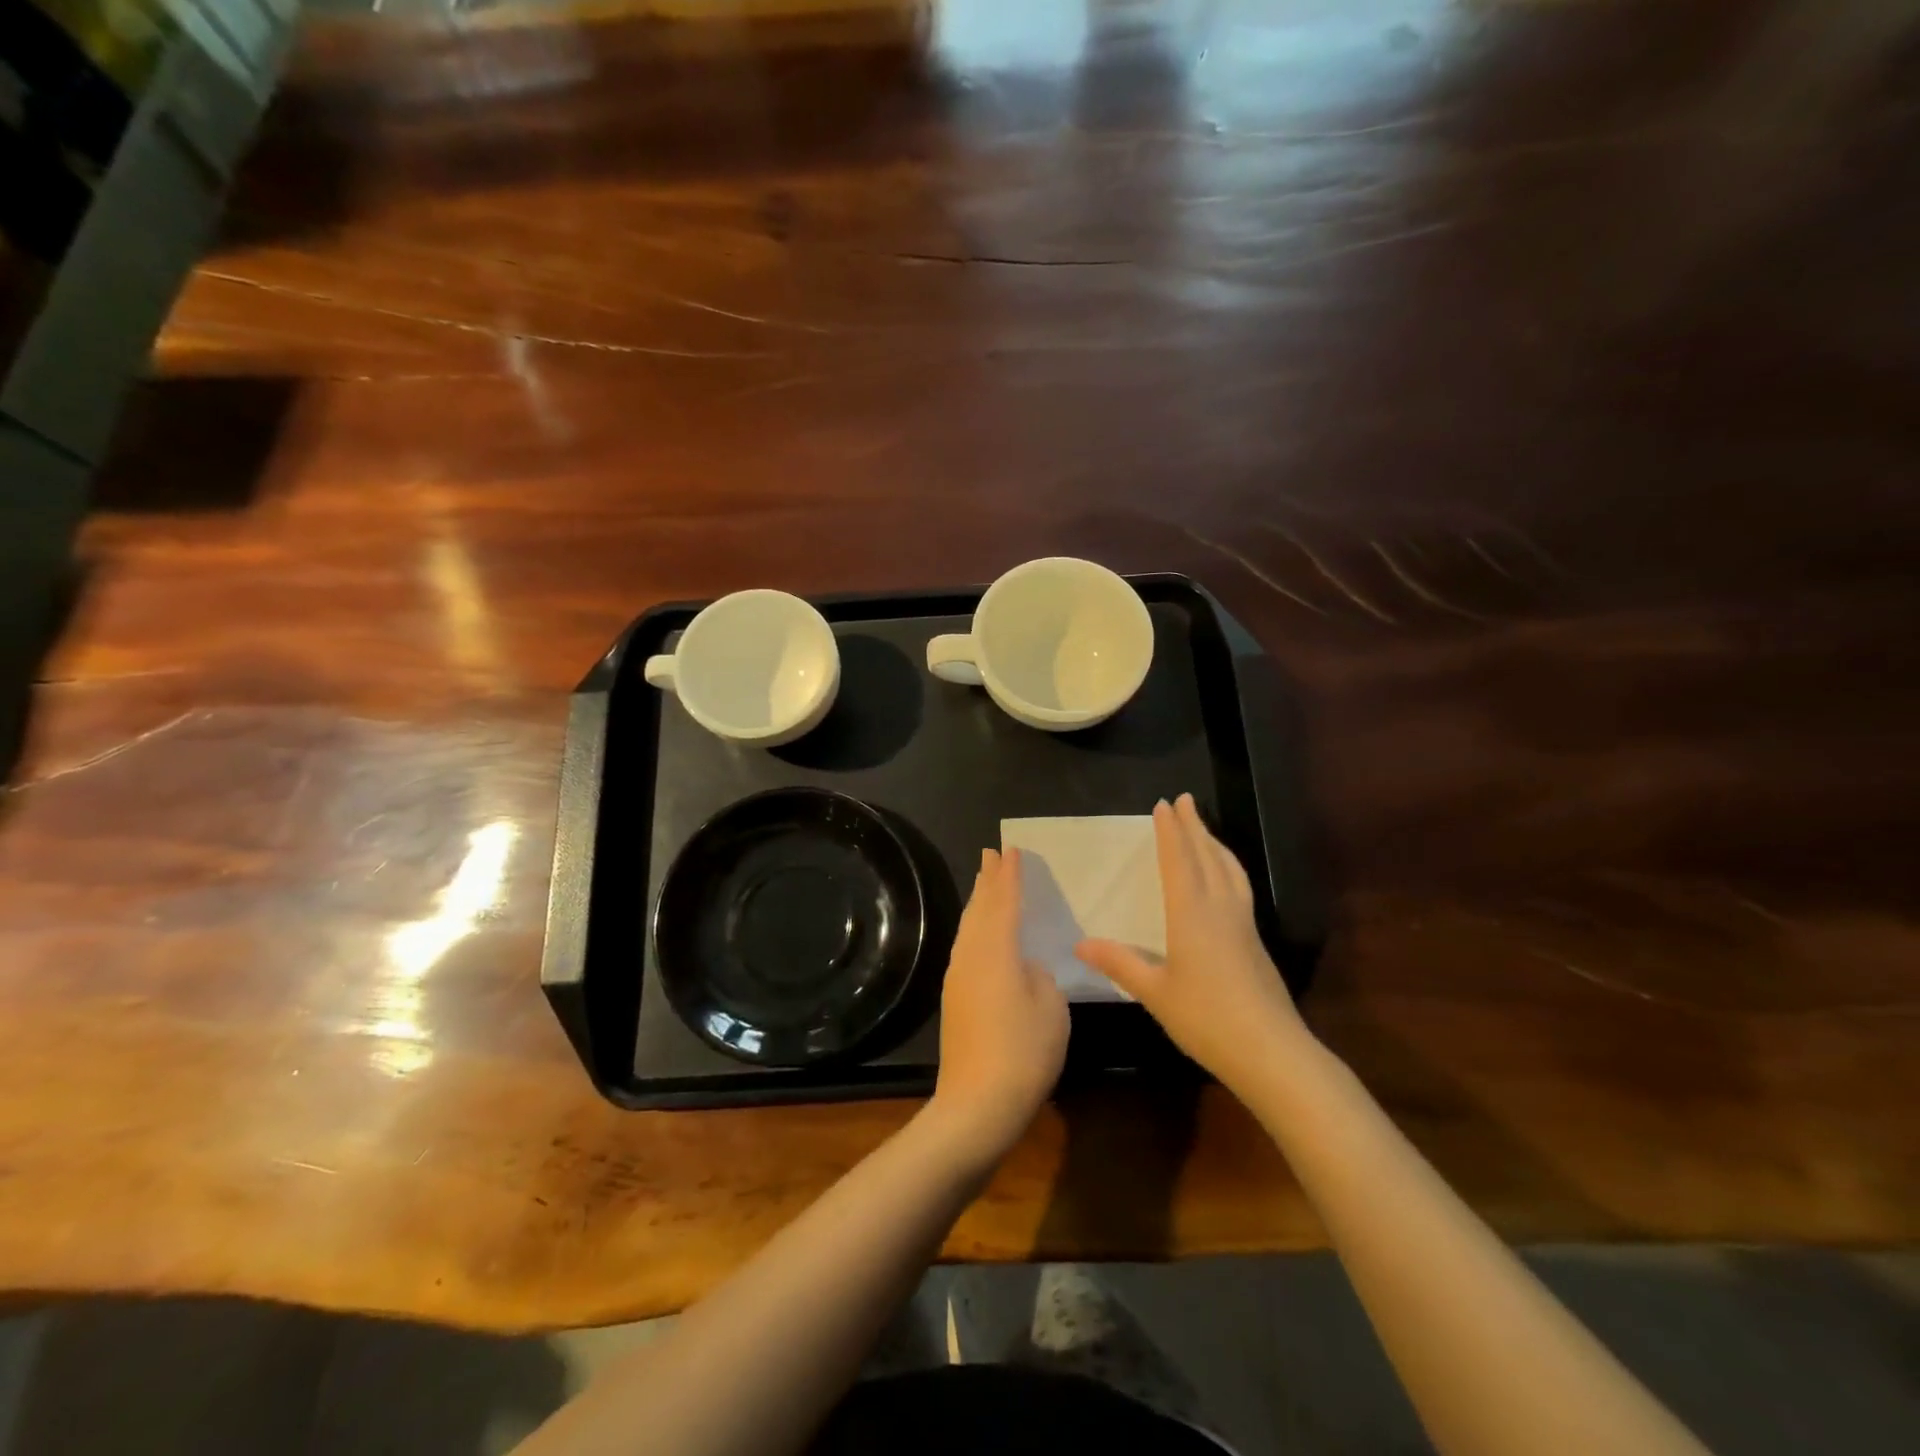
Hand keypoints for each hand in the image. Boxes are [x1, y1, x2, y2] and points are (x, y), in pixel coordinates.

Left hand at [927, 848, 1068, 1168]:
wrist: (977, 1104)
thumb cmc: (1023, 1051)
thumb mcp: (1051, 1007)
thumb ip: (1039, 976)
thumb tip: (1024, 967)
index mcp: (997, 950)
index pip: (1005, 902)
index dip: (1009, 875)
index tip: (1010, 850)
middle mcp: (972, 956)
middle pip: (980, 909)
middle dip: (986, 880)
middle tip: (990, 854)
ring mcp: (958, 977)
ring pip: (969, 928)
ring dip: (978, 903)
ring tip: (984, 884)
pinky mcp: (954, 999)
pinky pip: (966, 946)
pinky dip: (975, 927)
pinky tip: (979, 933)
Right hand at [1076, 794, 1306, 1092]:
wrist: (1271, 1052)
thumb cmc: (1206, 1018)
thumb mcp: (1154, 992)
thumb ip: (1119, 963)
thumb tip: (1080, 943)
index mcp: (1191, 914)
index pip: (1179, 862)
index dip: (1170, 832)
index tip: (1164, 804)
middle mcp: (1220, 909)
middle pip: (1208, 857)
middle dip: (1194, 826)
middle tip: (1185, 799)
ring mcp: (1242, 925)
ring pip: (1229, 870)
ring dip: (1215, 844)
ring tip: (1205, 829)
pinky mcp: (1255, 942)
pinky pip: (1238, 887)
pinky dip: (1228, 867)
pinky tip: (1226, 879)